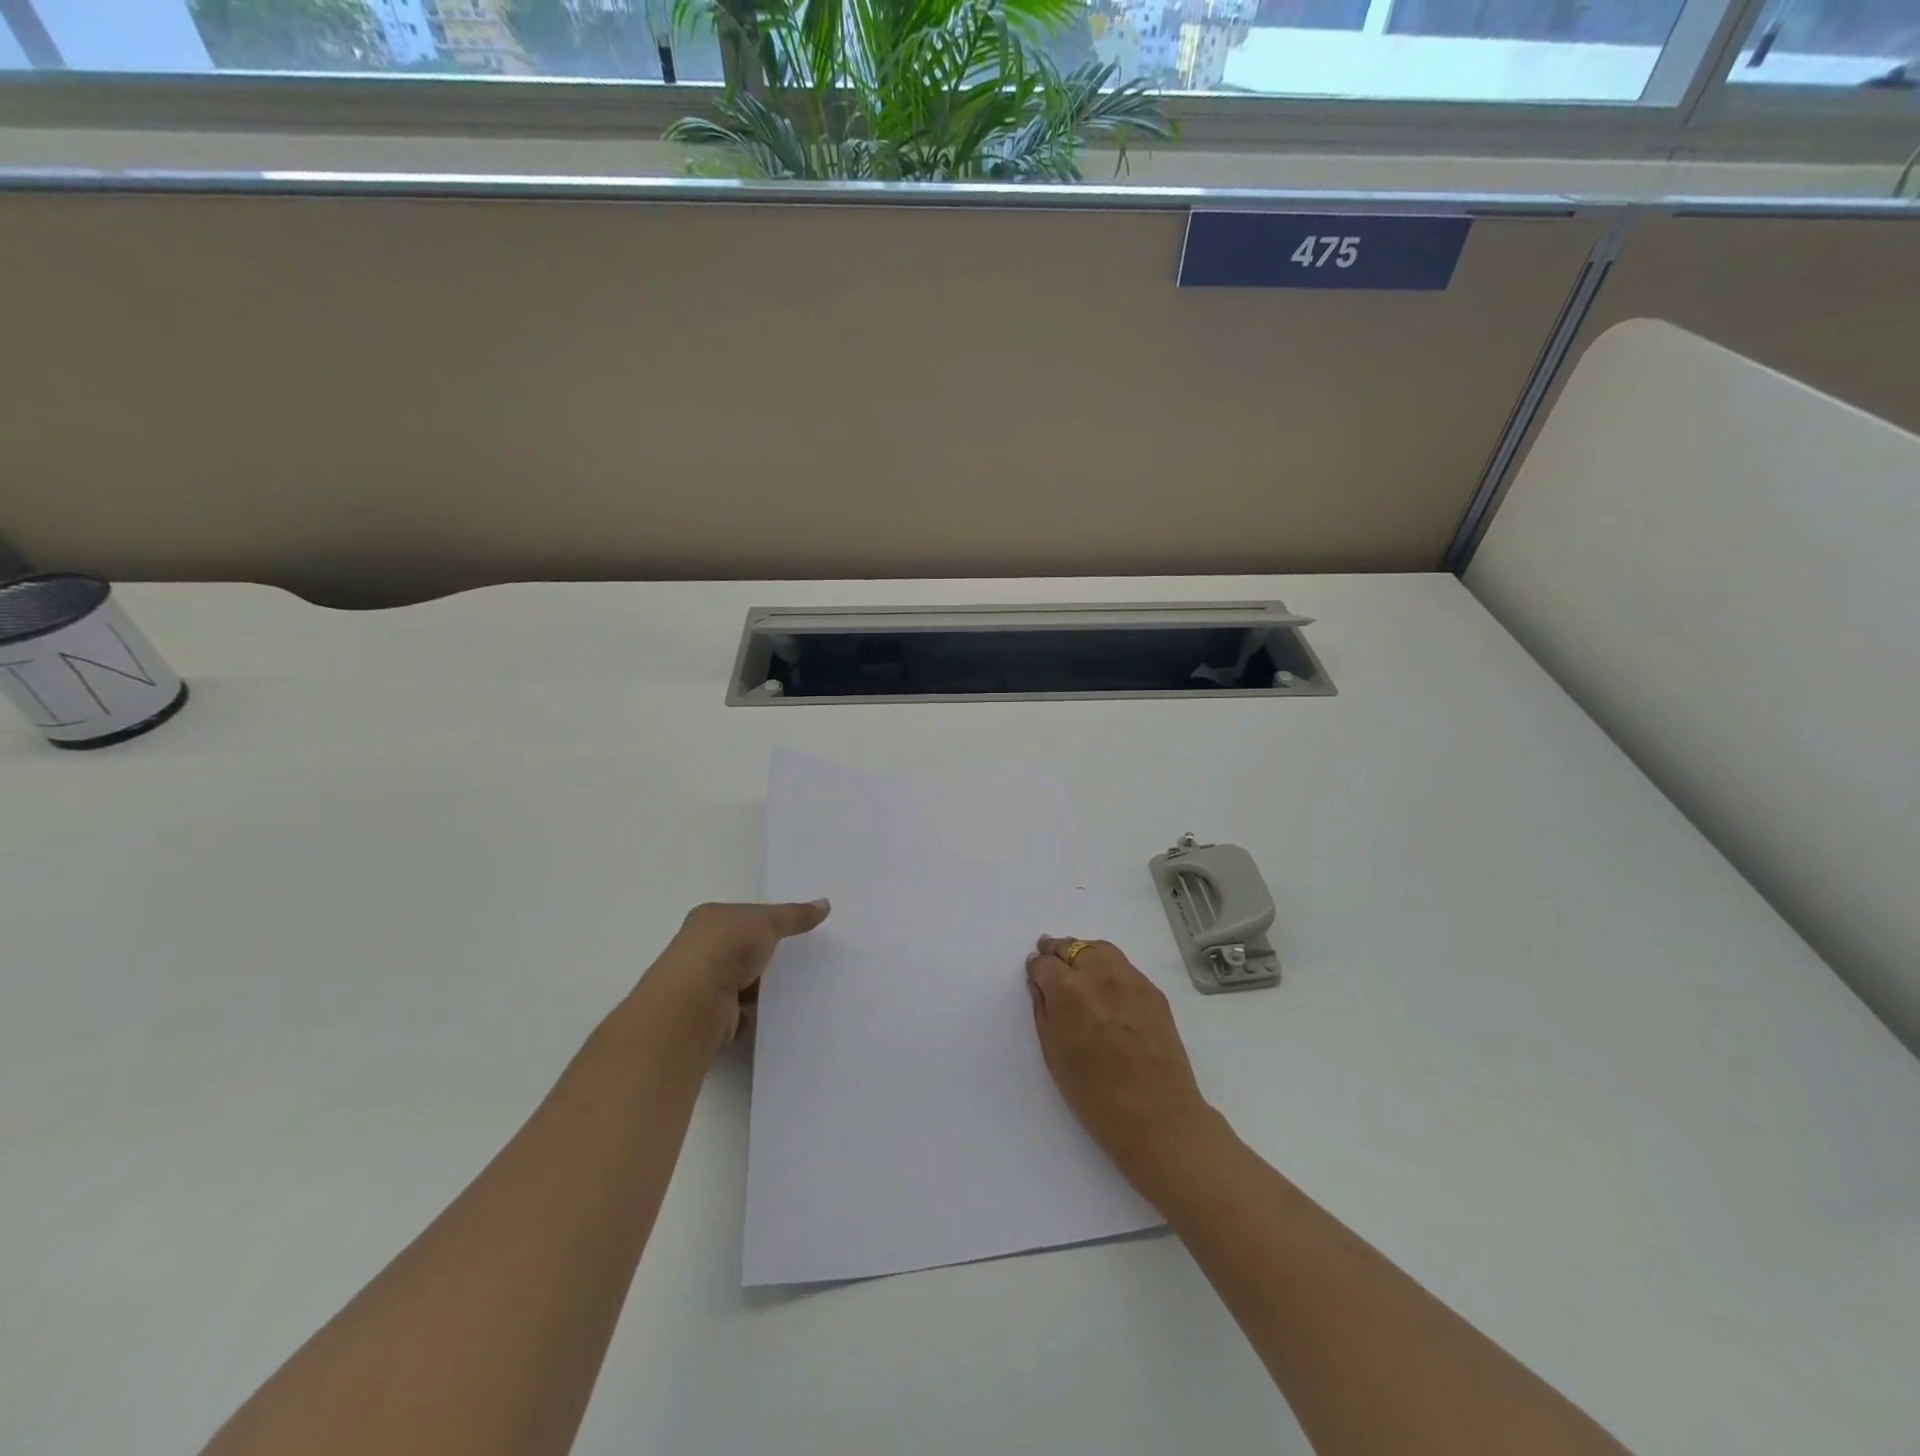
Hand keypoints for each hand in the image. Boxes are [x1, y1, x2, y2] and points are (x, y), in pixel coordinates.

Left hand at [641, 900, 830, 1051]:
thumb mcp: (767, 922)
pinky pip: (741, 1010)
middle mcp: (700, 948)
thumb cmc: (726, 949)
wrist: (694, 1003)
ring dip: (762, 985)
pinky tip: (777, 1010)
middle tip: (802, 957)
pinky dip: (756, 1012)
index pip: (744, 915)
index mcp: (709, 918)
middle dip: (767, 954)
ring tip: (797, 985)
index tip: (795, 930)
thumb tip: (825, 904)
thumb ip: (795, 915)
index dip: (768, 921)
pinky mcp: (710, 1015)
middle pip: (742, 947)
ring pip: (742, 980)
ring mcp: (703, 983)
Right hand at [1026, 935, 1217, 1193]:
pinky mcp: (1153, 990)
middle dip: (1057, 952)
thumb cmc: (1094, 1095)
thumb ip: (1044, 1011)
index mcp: (1069, 990)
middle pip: (1072, 947)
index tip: (1034, 974)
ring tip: (1076, 966)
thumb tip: (1040, 985)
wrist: (1157, 1117)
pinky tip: (1105, 985)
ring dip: (1083, 953)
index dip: (1036, 968)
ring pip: (1100, 949)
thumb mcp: (1054, 1053)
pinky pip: (1124, 966)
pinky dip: (1108, 966)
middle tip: (1049, 958)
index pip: (1045, 964)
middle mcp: (1099, 974)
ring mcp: (1130, 979)